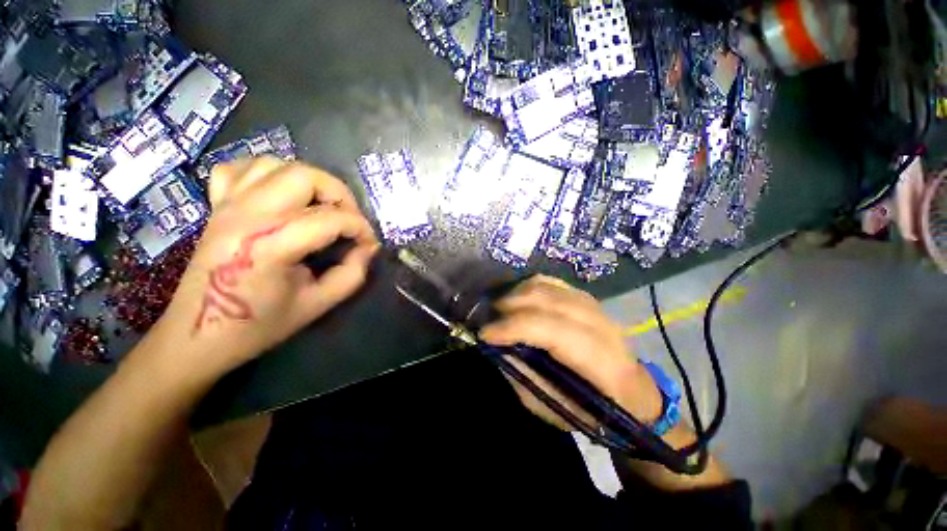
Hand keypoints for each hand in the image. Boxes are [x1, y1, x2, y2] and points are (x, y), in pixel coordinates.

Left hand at [152, 157, 378, 378]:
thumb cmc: (259, 324)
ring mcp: (227, 206)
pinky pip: (241, 169)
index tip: (369, 244)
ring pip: (276, 164)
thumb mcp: (318, 304)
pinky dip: (268, 173)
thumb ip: (353, 274)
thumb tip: (368, 248)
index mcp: (270, 245)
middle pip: (305, 176)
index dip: (361, 229)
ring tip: (322, 206)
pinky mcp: (217, 206)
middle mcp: (247, 215)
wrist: (197, 335)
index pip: (332, 219)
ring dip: (309, 181)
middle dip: (340, 194)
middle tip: (350, 219)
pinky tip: (281, 194)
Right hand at [480, 275, 662, 430]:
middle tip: (488, 317)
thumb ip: (523, 375)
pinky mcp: (588, 298)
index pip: (554, 332)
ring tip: (499, 307)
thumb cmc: (592, 410)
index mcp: (602, 363)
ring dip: (518, 293)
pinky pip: (553, 283)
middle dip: (511, 305)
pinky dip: (530, 287)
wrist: (632, 391)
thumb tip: (497, 346)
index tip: (485, 333)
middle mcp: (602, 326)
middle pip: (549, 301)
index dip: (515, 328)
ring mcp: (596, 307)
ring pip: (549, 287)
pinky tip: (517, 297)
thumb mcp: (552, 407)